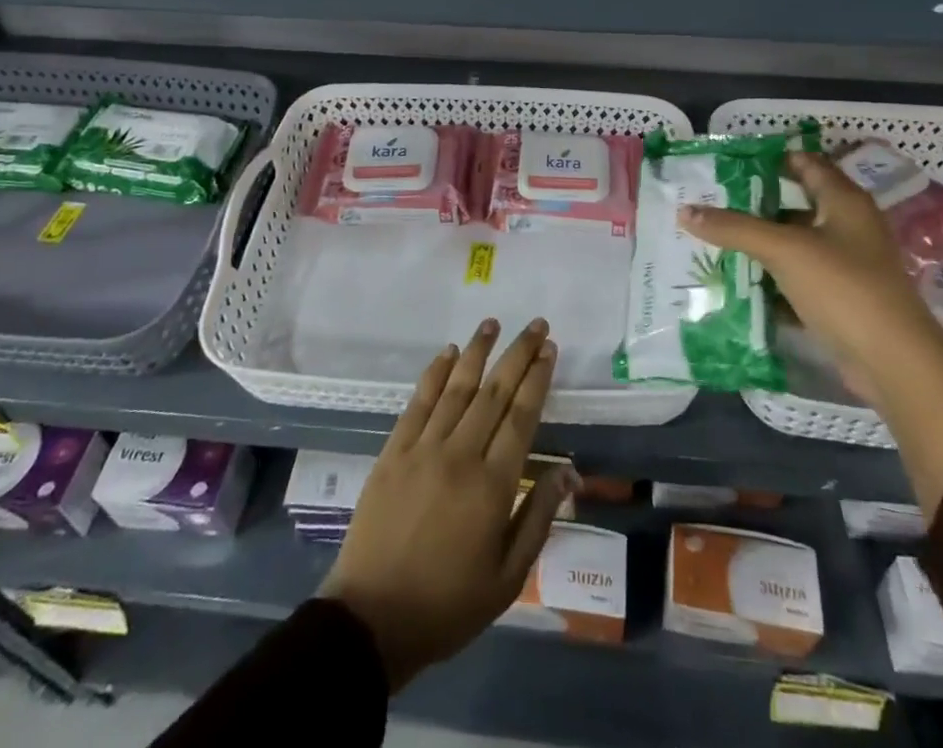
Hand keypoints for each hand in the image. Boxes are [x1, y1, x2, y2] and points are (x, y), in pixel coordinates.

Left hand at [320, 318, 573, 690]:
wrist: (373, 618)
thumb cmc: (449, 604)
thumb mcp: (508, 577)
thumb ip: (539, 517)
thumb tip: (569, 471)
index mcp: (493, 485)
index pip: (522, 416)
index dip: (537, 378)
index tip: (549, 349)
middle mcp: (461, 455)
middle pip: (495, 392)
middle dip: (518, 354)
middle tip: (535, 325)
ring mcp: (423, 448)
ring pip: (457, 387)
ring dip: (477, 351)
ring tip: (493, 323)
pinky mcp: (394, 451)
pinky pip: (418, 401)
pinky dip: (435, 373)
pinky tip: (447, 352)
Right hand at [680, 151, 942, 515]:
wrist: (894, 362)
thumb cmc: (843, 287)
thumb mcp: (784, 250)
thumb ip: (734, 228)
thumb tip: (685, 210)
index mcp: (844, 201)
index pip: (806, 163)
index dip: (771, 159)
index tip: (729, 162)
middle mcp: (848, 226)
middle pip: (796, 203)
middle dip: (755, 203)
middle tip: (710, 200)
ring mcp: (846, 265)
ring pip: (794, 243)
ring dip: (759, 243)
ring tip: (713, 237)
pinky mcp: (839, 299)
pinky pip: (796, 278)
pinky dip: (770, 278)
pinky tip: (736, 280)